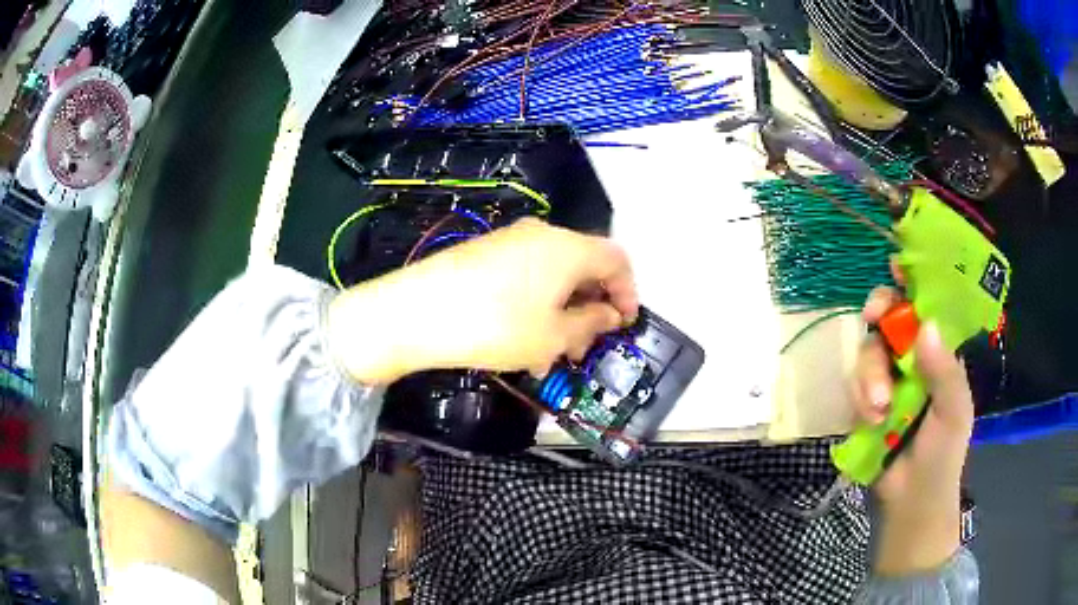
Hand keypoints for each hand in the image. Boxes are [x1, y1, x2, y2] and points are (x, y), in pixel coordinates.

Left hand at [327, 218, 638, 383]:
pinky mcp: (485, 252)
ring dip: (562, 310)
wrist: (417, 311)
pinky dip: (536, 302)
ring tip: (549, 351)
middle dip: (591, 306)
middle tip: (584, 345)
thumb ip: (590, 324)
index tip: (624, 324)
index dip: (628, 292)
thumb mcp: (553, 336)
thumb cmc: (496, 326)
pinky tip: (521, 336)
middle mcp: (543, 235)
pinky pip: (526, 274)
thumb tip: (609, 315)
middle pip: (584, 265)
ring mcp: (510, 240)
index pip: (617, 260)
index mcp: (568, 248)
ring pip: (554, 274)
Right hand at [854, 286, 972, 575]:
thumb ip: (945, 373)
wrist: (911, 501)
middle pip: (888, 317)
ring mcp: (886, 380)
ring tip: (879, 411)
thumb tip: (926, 327)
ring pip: (867, 351)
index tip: (895, 267)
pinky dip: (859, 397)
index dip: (911, 282)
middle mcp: (910, 358)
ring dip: (869, 376)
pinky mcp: (864, 402)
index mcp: (938, 352)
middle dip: (879, 316)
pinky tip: (870, 419)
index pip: (924, 305)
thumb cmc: (943, 455)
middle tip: (873, 317)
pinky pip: (854, 384)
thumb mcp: (954, 413)